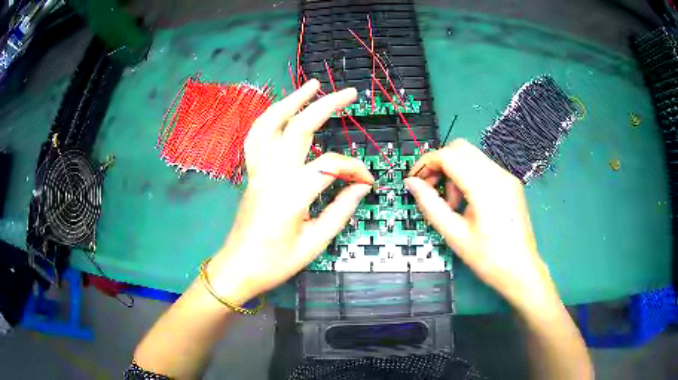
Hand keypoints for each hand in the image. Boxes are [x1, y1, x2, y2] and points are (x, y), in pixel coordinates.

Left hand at [207, 80, 373, 303]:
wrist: (239, 268)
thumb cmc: (275, 262)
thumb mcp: (315, 243)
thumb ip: (341, 211)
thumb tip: (362, 187)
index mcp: (291, 193)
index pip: (331, 166)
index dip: (355, 170)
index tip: (368, 182)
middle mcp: (272, 173)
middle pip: (298, 127)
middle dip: (325, 105)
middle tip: (348, 93)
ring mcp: (257, 170)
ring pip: (270, 124)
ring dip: (290, 101)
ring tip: (310, 85)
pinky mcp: (251, 173)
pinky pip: (256, 137)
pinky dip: (269, 118)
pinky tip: (281, 110)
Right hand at [404, 139, 554, 308]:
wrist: (521, 271)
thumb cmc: (488, 258)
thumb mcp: (454, 234)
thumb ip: (430, 205)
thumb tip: (411, 184)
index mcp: (485, 187)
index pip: (448, 156)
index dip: (426, 163)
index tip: (414, 180)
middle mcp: (498, 174)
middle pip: (460, 148)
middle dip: (440, 163)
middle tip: (431, 188)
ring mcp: (507, 177)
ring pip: (471, 156)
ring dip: (454, 170)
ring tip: (452, 203)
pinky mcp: (511, 183)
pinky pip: (483, 167)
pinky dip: (468, 176)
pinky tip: (467, 201)